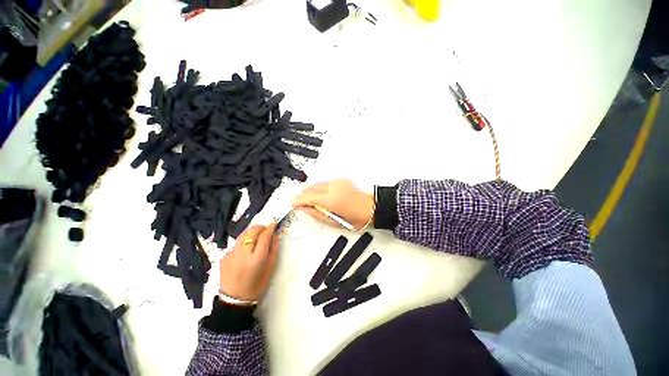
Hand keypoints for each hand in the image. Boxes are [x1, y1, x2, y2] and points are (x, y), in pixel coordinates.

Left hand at [219, 224, 279, 302]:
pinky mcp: (224, 256)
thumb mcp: (270, 268)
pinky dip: (244, 242)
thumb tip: (275, 234)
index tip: (274, 224)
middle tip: (266, 230)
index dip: (270, 228)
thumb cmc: (257, 285)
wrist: (234, 300)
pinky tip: (247, 250)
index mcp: (256, 259)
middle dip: (260, 227)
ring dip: (252, 233)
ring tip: (257, 237)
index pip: (264, 236)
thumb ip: (274, 249)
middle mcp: (242, 254)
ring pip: (243, 235)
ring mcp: (231, 254)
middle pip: (252, 231)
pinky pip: (237, 243)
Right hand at [291, 179, 373, 229]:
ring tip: (309, 199)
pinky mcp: (341, 179)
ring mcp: (337, 182)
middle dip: (303, 195)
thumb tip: (303, 209)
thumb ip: (316, 213)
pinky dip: (320, 187)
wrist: (371, 208)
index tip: (293, 204)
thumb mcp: (333, 221)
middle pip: (310, 188)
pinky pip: (325, 182)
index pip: (307, 196)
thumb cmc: (355, 218)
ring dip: (311, 190)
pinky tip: (320, 194)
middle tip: (299, 203)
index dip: (298, 200)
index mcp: (330, 199)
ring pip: (317, 183)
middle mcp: (333, 187)